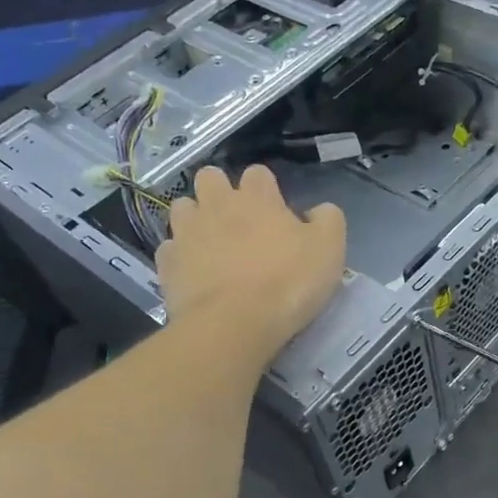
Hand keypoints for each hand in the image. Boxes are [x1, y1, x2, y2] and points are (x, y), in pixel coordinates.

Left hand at [156, 165, 345, 356]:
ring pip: (182, 207)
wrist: (233, 324)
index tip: (276, 211)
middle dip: (219, 190)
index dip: (266, 189)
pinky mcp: (168, 264)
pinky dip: (180, 255)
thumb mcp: (329, 249)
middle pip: (209, 177)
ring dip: (195, 218)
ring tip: (210, 242)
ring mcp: (187, 233)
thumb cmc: (287, 283)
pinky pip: (170, 248)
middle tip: (237, 219)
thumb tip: (318, 212)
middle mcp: (216, 205)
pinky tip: (194, 271)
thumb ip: (328, 220)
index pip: (258, 173)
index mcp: (256, 198)